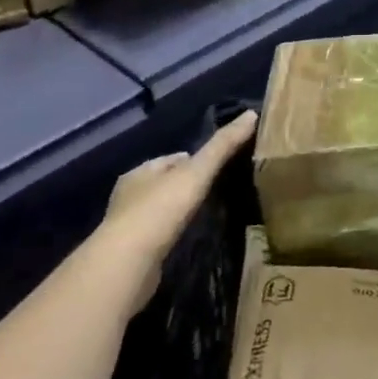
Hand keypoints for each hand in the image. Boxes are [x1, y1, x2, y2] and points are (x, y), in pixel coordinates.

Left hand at [100, 111, 257, 310]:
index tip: (220, 166)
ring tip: (206, 216)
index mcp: (141, 171)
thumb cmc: (159, 210)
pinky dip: (171, 235)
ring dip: (178, 212)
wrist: (127, 264)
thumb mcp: (196, 173)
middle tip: (216, 192)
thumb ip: (222, 146)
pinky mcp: (130, 254)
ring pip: (159, 210)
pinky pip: (157, 236)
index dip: (195, 160)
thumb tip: (251, 114)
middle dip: (186, 186)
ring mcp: (127, 226)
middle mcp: (129, 195)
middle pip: (164, 183)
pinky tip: (185, 240)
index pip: (173, 159)